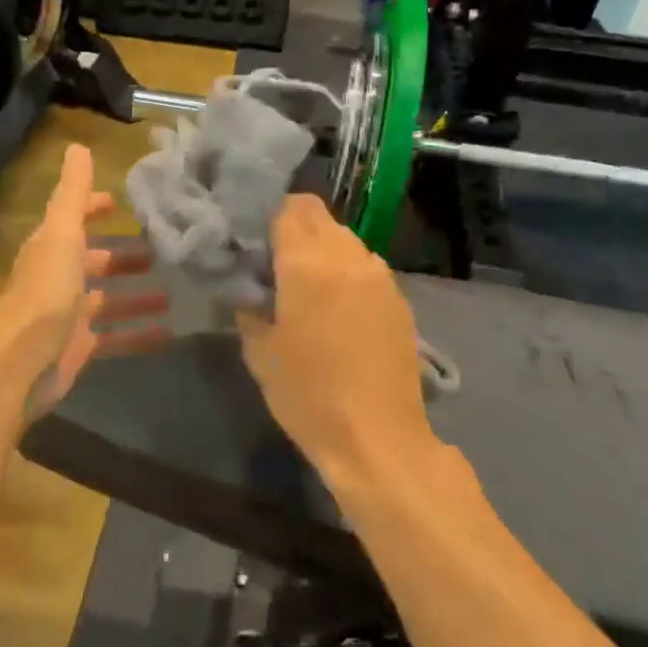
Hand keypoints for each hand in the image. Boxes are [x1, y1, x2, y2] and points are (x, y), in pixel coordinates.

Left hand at [0, 143, 168, 416]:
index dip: (93, 208)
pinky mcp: (79, 347)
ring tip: (174, 293)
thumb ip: (73, 194)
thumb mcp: (61, 235)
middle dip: (124, 256)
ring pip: (108, 300)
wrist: (19, 366)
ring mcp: (68, 315)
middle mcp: (58, 278)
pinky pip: (115, 337)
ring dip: (137, 296)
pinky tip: (169, 333)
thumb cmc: (44, 294)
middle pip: (94, 261)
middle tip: (163, 252)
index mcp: (51, 248)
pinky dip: (139, 334)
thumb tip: (78, 146)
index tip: (122, 203)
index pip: (73, 219)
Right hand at [238, 195, 435, 479]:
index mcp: (308, 263)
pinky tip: (335, 309)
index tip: (251, 240)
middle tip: (272, 261)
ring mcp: (380, 277)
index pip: (288, 208)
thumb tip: (249, 285)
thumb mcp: (260, 352)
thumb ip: (249, 306)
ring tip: (304, 286)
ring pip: (345, 239)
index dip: (266, 216)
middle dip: (293, 227)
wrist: (377, 438)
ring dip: (321, 249)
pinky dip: (345, 272)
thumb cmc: (308, 395)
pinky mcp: (399, 299)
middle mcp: (348, 257)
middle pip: (318, 216)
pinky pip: (365, 266)